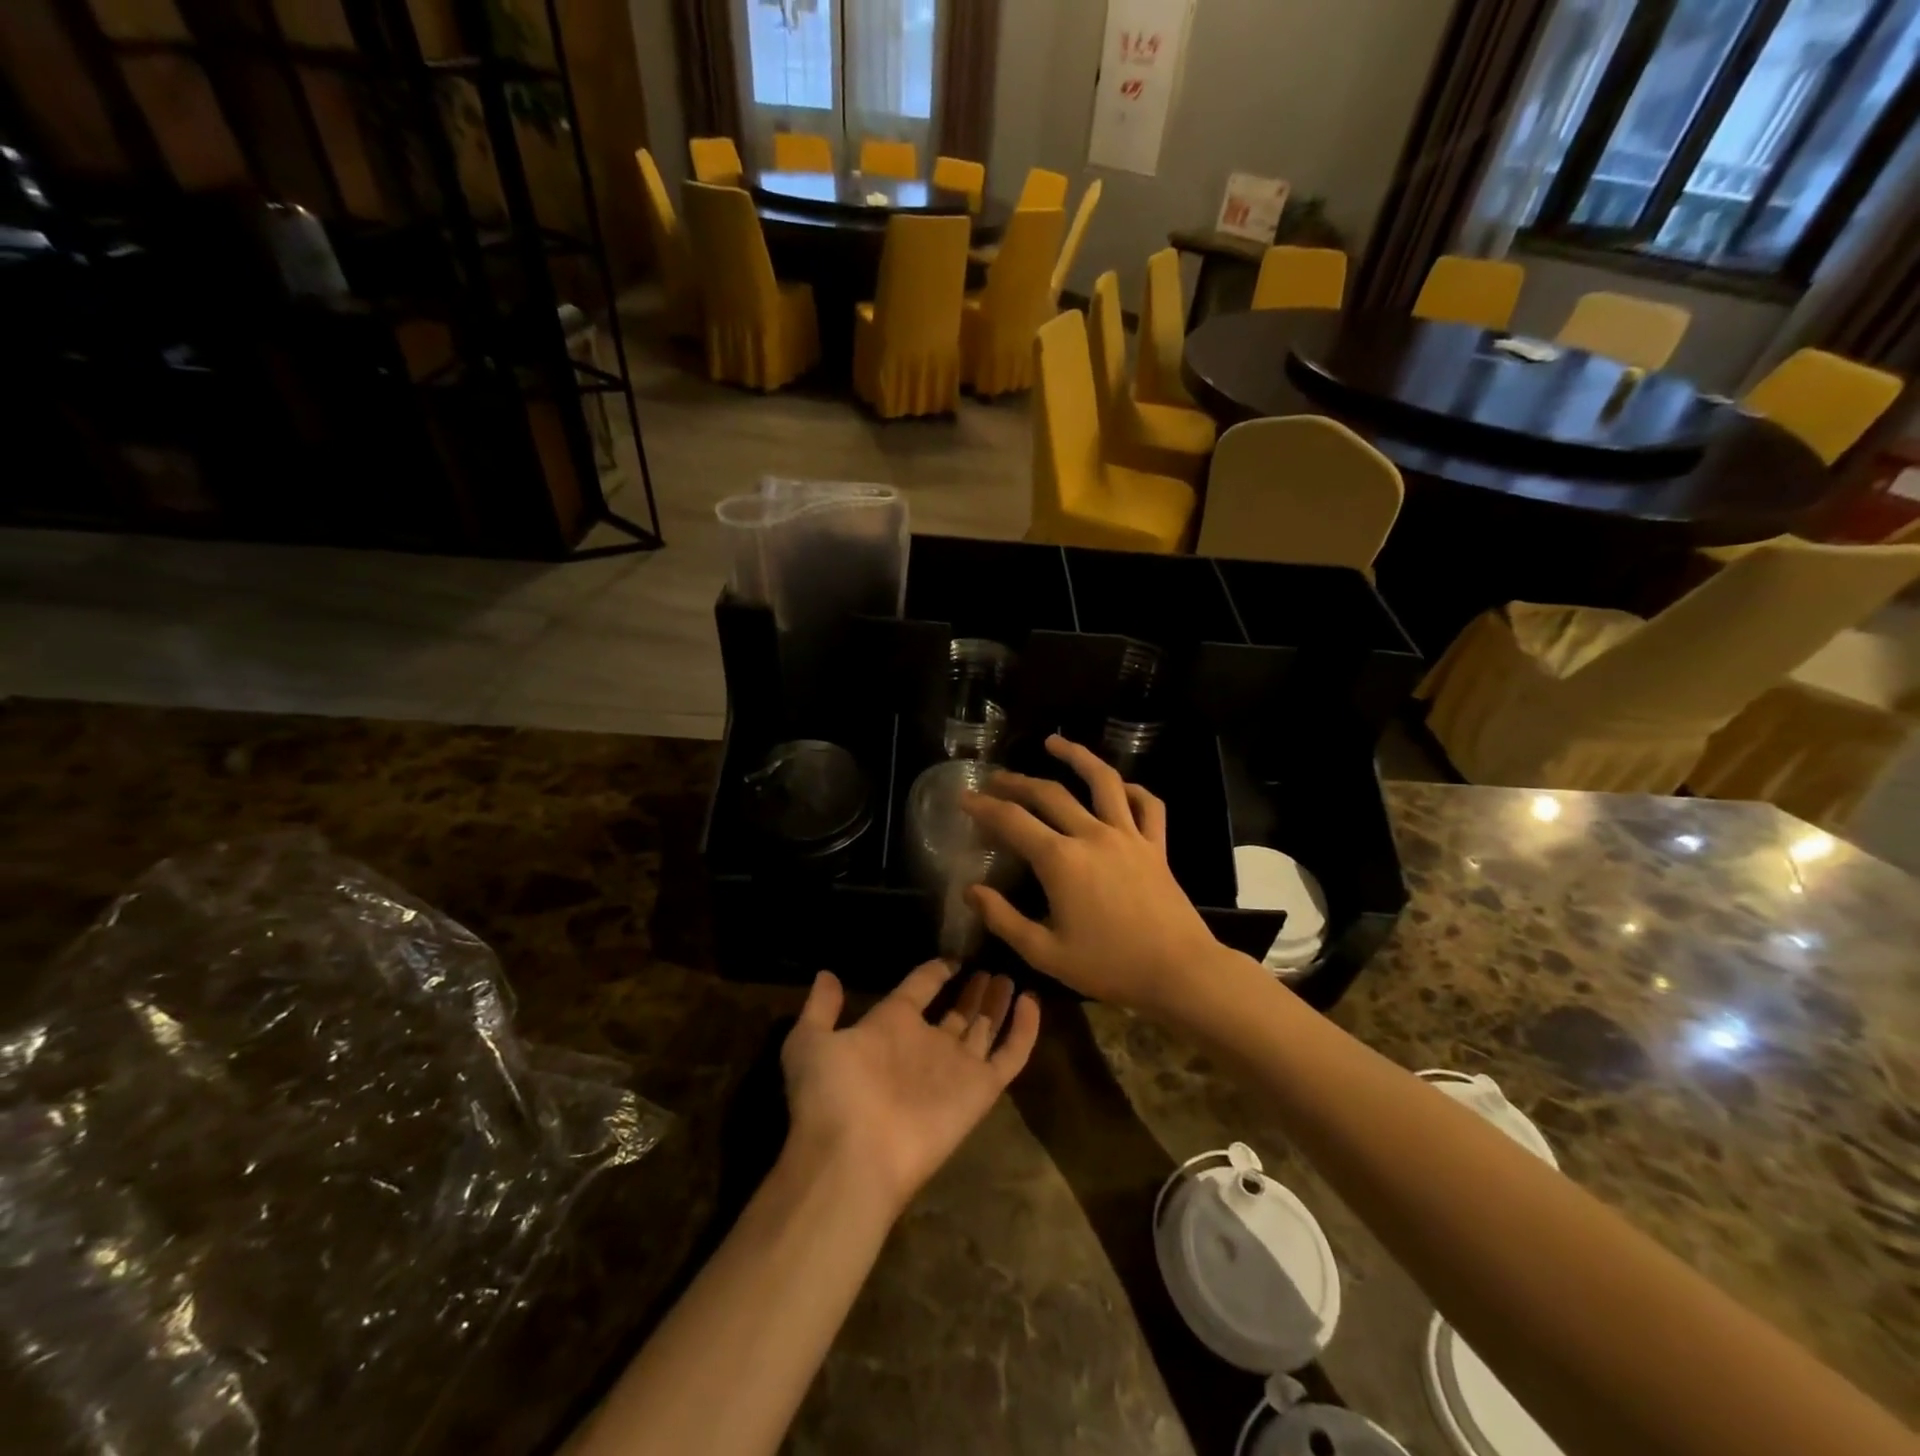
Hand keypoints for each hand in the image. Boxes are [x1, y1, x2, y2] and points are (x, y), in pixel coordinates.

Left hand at [780, 961, 1039, 1214]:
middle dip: (972, 991)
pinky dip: (1025, 1029)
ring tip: (1009, 977)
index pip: (919, 990)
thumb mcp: (809, 1041)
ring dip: (997, 1004)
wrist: (854, 1154)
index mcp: (890, 1026)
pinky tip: (1032, 1000)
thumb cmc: (831, 1093)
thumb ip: (820, 1008)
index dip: (935, 972)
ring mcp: (956, 1067)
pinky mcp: (981, 1089)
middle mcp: (926, 1044)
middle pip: (957, 1011)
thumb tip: (826, 975)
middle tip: (990, 967)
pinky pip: (1010, 1054)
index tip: (952, 959)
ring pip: (984, 1028)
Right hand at [959, 734, 1224, 1013]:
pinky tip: (1118, 786)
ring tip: (1054, 742)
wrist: (1179, 972)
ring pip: (1102, 781)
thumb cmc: (1109, 966)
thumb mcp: (1045, 953)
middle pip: (1049, 794)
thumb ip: (1003, 919)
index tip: (964, 798)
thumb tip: (971, 891)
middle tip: (995, 778)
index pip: (1012, 821)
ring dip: (1076, 756)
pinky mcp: (1156, 845)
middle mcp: (1092, 835)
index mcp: (1061, 860)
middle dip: (1016, 782)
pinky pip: (1147, 805)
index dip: (984, 807)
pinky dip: (1132, 789)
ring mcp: (1128, 836)